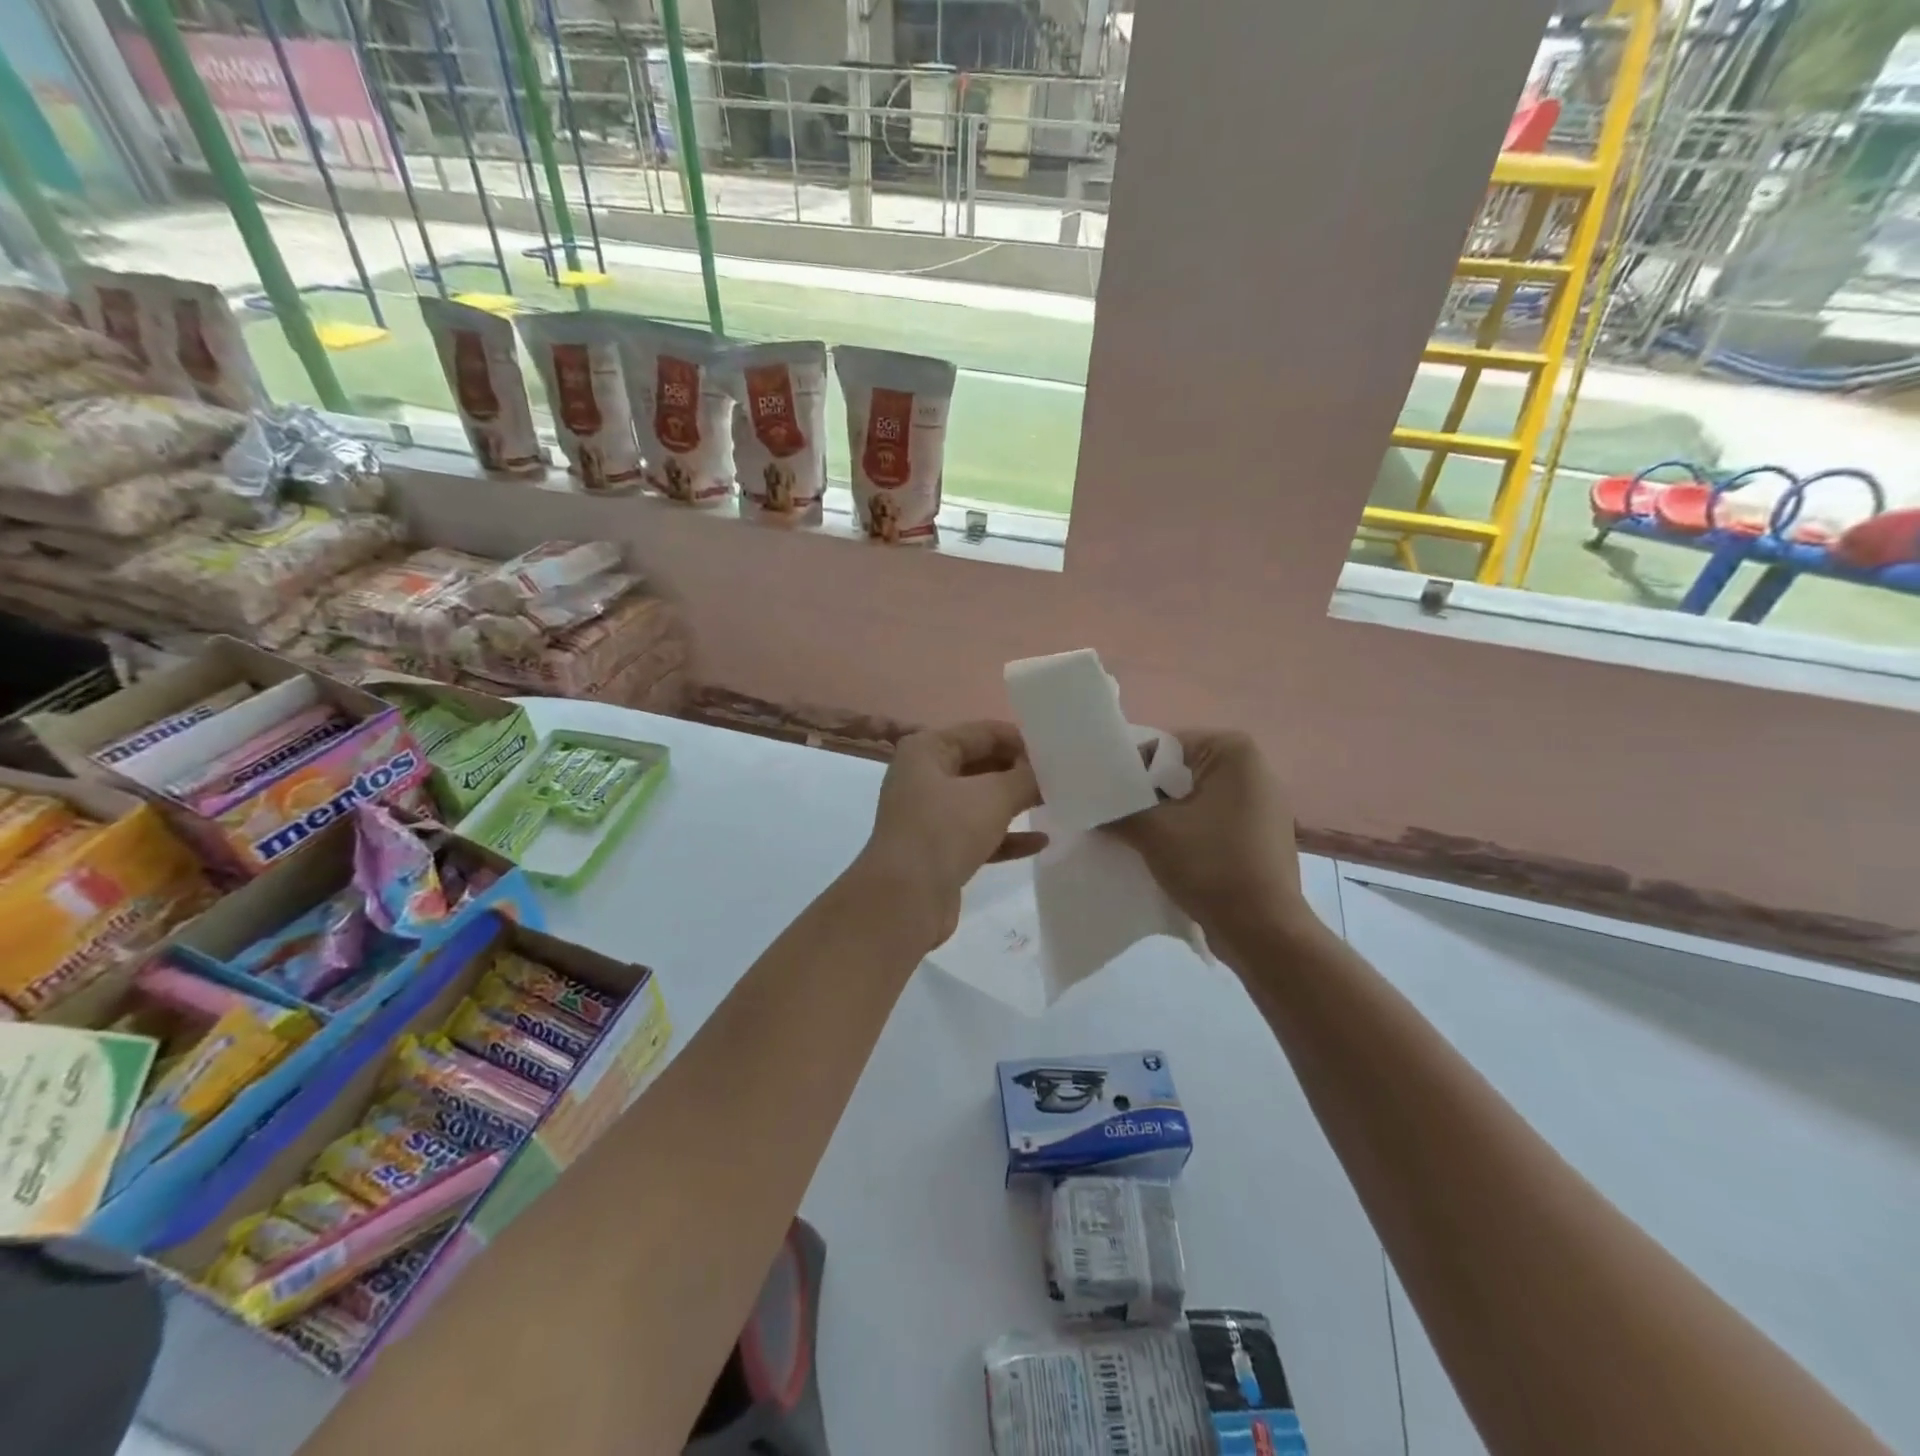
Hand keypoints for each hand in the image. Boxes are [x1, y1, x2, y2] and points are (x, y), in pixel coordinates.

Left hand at [857, 721, 1045, 949]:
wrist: (904, 900)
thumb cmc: (945, 831)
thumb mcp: (993, 796)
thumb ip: (1026, 778)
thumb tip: (1047, 771)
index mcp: (927, 750)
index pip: (983, 732)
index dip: (1021, 739)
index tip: (1059, 751)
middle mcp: (924, 776)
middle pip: (982, 764)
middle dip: (1020, 772)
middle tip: (1062, 778)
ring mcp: (930, 815)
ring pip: (981, 801)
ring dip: (1015, 803)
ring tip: (1057, 803)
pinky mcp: (939, 850)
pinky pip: (979, 834)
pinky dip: (1007, 836)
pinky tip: (1041, 841)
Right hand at [1111, 730, 1309, 951]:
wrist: (1263, 932)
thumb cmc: (1211, 866)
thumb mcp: (1152, 832)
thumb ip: (1117, 810)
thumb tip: (1094, 806)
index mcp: (1233, 752)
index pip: (1163, 748)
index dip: (1130, 773)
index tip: (1107, 799)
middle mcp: (1254, 769)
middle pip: (1178, 774)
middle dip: (1146, 796)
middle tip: (1115, 819)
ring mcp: (1262, 804)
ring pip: (1193, 800)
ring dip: (1164, 817)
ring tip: (1135, 838)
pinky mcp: (1260, 835)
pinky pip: (1211, 822)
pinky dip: (1186, 833)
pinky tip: (1166, 855)